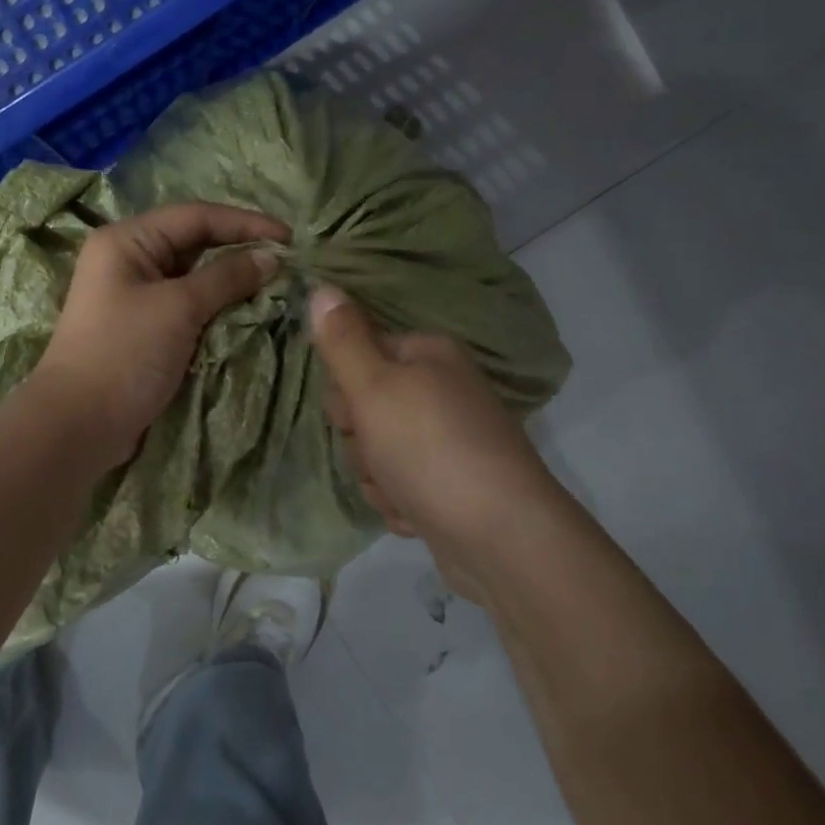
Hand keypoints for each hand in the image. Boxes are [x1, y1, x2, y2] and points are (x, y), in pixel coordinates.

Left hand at [33, 203, 289, 460]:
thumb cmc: (124, 353)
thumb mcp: (178, 308)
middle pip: (194, 242)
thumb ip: (226, 277)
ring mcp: (136, 295)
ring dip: (232, 280)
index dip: (245, 223)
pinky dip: (217, 305)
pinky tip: (247, 311)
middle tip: (286, 262)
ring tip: (274, 284)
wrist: (78, 425)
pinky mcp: (145, 327)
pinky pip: (189, 304)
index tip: (289, 238)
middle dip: (240, 249)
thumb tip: (271, 258)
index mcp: (127, 240)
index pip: (196, 216)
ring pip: (194, 275)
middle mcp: (129, 259)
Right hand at [309, 286, 564, 602]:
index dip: (346, 389)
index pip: (358, 354)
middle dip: (361, 439)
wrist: (501, 538)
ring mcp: (448, 440)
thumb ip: (342, 340)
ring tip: (402, 490)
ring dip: (377, 476)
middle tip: (379, 454)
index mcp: (428, 355)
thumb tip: (323, 286)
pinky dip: (400, 501)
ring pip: (377, 451)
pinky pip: (400, 484)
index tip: (353, 414)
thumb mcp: (374, 387)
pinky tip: (416, 513)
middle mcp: (441, 390)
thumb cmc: (430, 449)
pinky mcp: (449, 484)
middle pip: (365, 407)